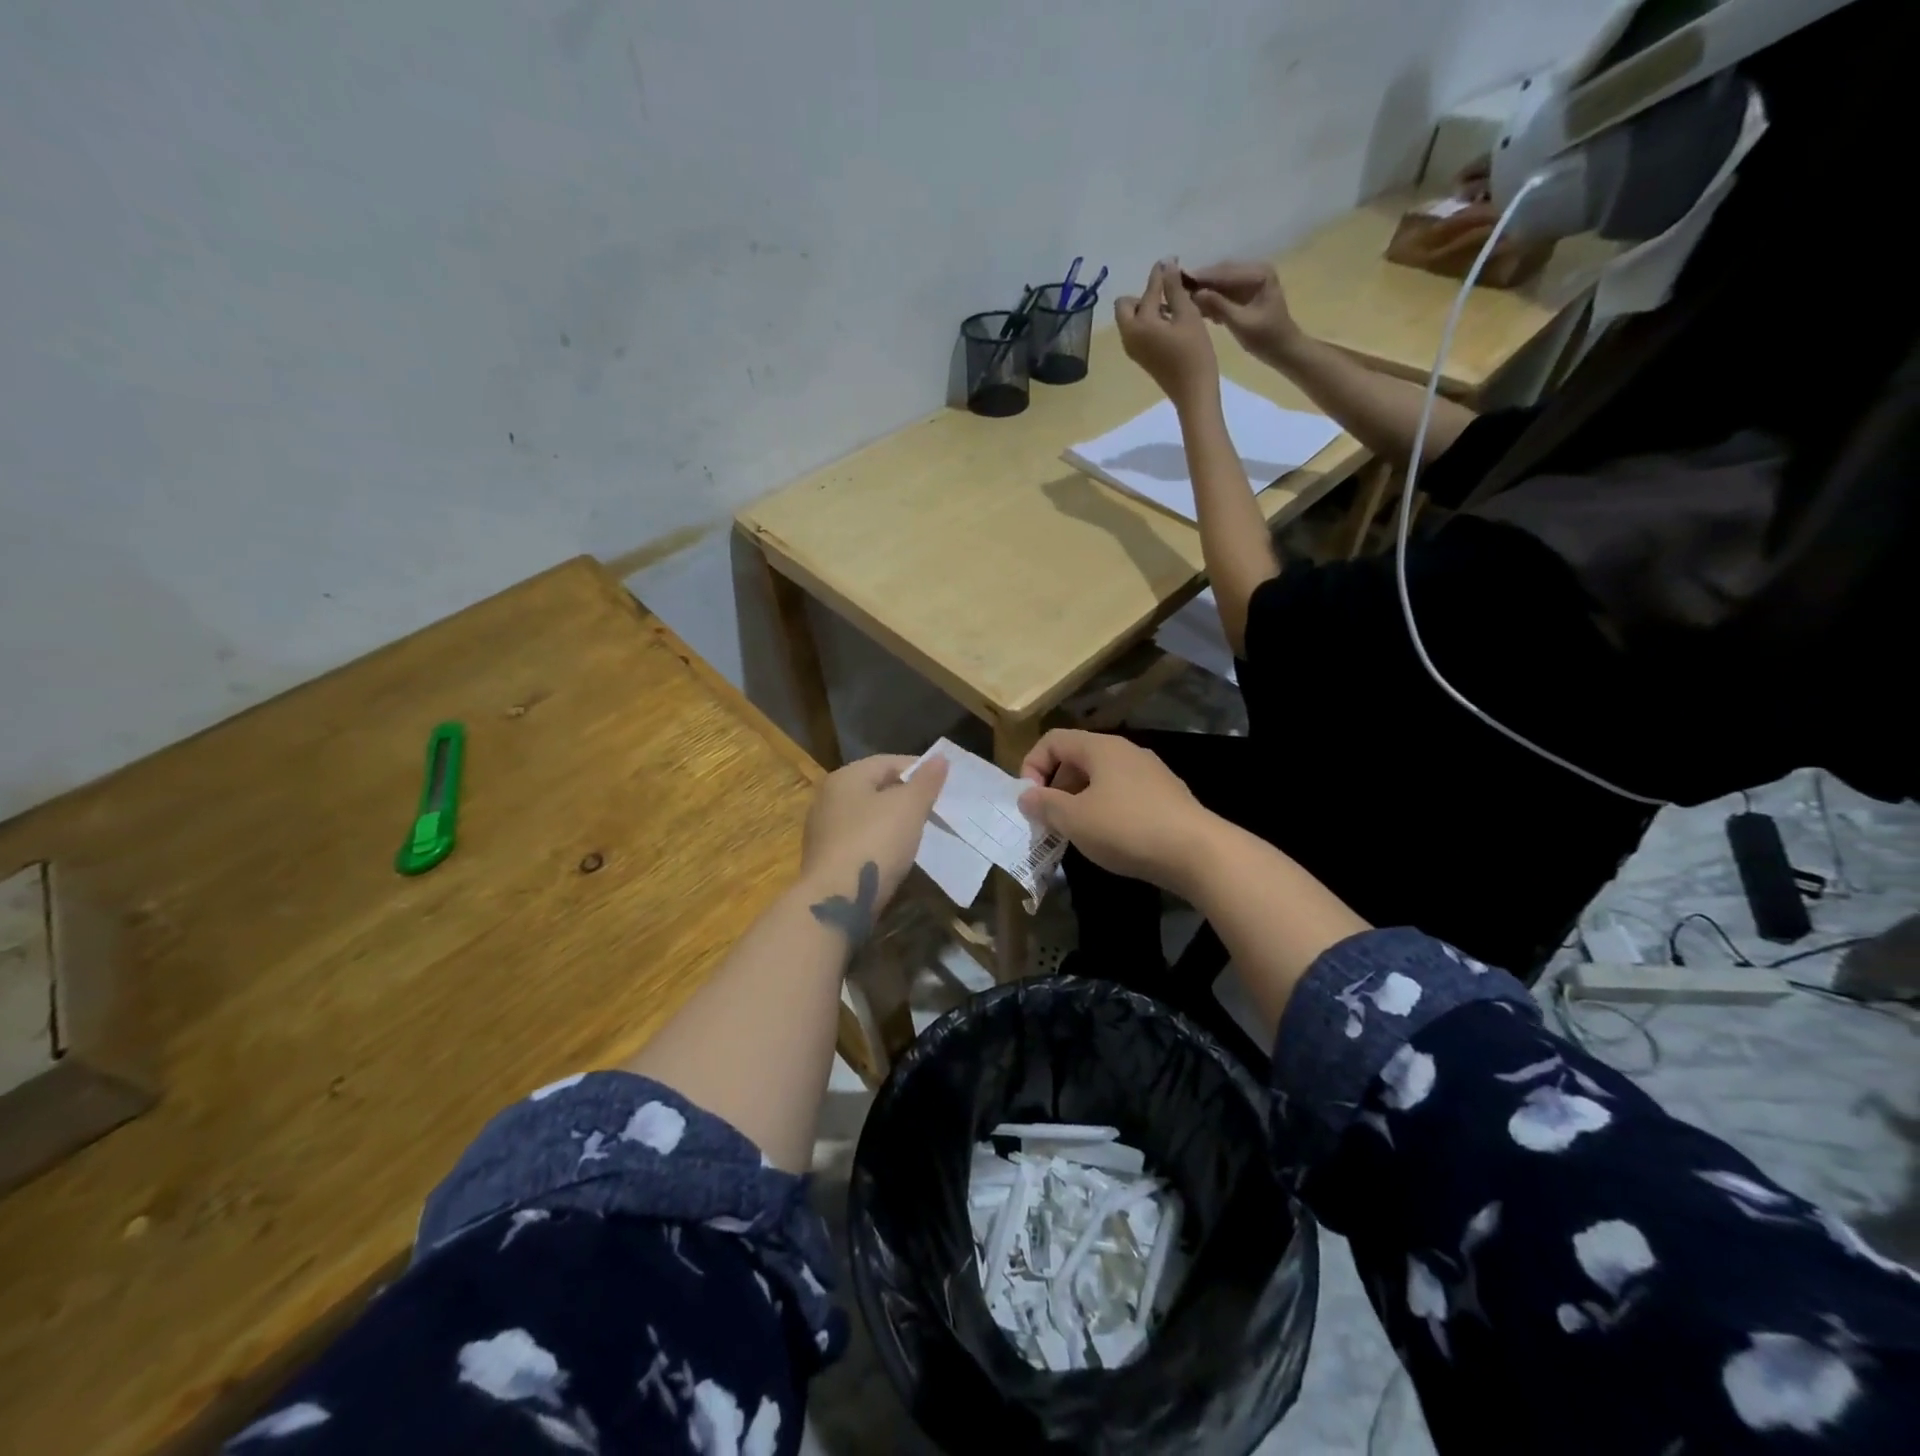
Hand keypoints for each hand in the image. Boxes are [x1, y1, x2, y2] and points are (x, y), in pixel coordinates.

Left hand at [800, 754, 947, 915]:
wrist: (836, 901)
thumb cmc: (875, 842)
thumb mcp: (909, 807)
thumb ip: (926, 781)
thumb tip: (940, 758)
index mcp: (845, 777)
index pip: (888, 762)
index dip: (919, 769)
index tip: (944, 784)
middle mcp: (828, 798)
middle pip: (876, 788)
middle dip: (906, 796)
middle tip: (935, 809)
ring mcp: (823, 831)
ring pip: (867, 816)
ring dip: (893, 822)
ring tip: (920, 833)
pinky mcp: (825, 859)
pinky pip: (860, 841)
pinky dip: (880, 843)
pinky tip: (896, 856)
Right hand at [1016, 730, 1215, 892]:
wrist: (1198, 852)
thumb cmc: (1127, 828)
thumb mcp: (1074, 819)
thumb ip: (1044, 804)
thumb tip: (1027, 796)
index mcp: (1101, 748)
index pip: (1053, 740)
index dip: (1032, 766)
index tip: (1030, 801)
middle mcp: (1126, 751)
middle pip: (1077, 758)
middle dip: (1055, 788)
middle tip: (1050, 822)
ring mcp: (1150, 773)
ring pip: (1101, 779)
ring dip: (1079, 802)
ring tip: (1076, 834)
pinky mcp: (1166, 796)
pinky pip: (1123, 795)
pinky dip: (1106, 810)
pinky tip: (1110, 839)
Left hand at [1114, 260, 1217, 412]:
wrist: (1192, 392)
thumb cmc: (1194, 352)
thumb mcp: (1187, 315)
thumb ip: (1174, 289)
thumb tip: (1166, 264)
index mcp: (1140, 324)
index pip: (1148, 290)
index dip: (1160, 275)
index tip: (1172, 263)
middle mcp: (1129, 336)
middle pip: (1125, 305)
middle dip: (1144, 295)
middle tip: (1168, 295)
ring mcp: (1132, 348)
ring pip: (1130, 319)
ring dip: (1146, 309)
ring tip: (1172, 308)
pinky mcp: (1140, 357)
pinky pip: (1137, 331)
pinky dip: (1148, 322)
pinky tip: (1169, 323)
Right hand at [1185, 261, 1302, 366]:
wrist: (1283, 350)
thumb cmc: (1266, 338)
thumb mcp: (1241, 323)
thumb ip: (1219, 306)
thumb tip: (1195, 293)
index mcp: (1259, 273)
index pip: (1225, 272)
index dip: (1202, 277)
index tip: (1179, 281)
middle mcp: (1255, 271)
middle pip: (1222, 273)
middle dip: (1201, 282)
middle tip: (1176, 289)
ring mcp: (1250, 281)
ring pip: (1221, 282)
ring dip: (1204, 291)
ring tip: (1183, 300)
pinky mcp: (1245, 293)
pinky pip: (1224, 292)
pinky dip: (1211, 299)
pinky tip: (1198, 308)